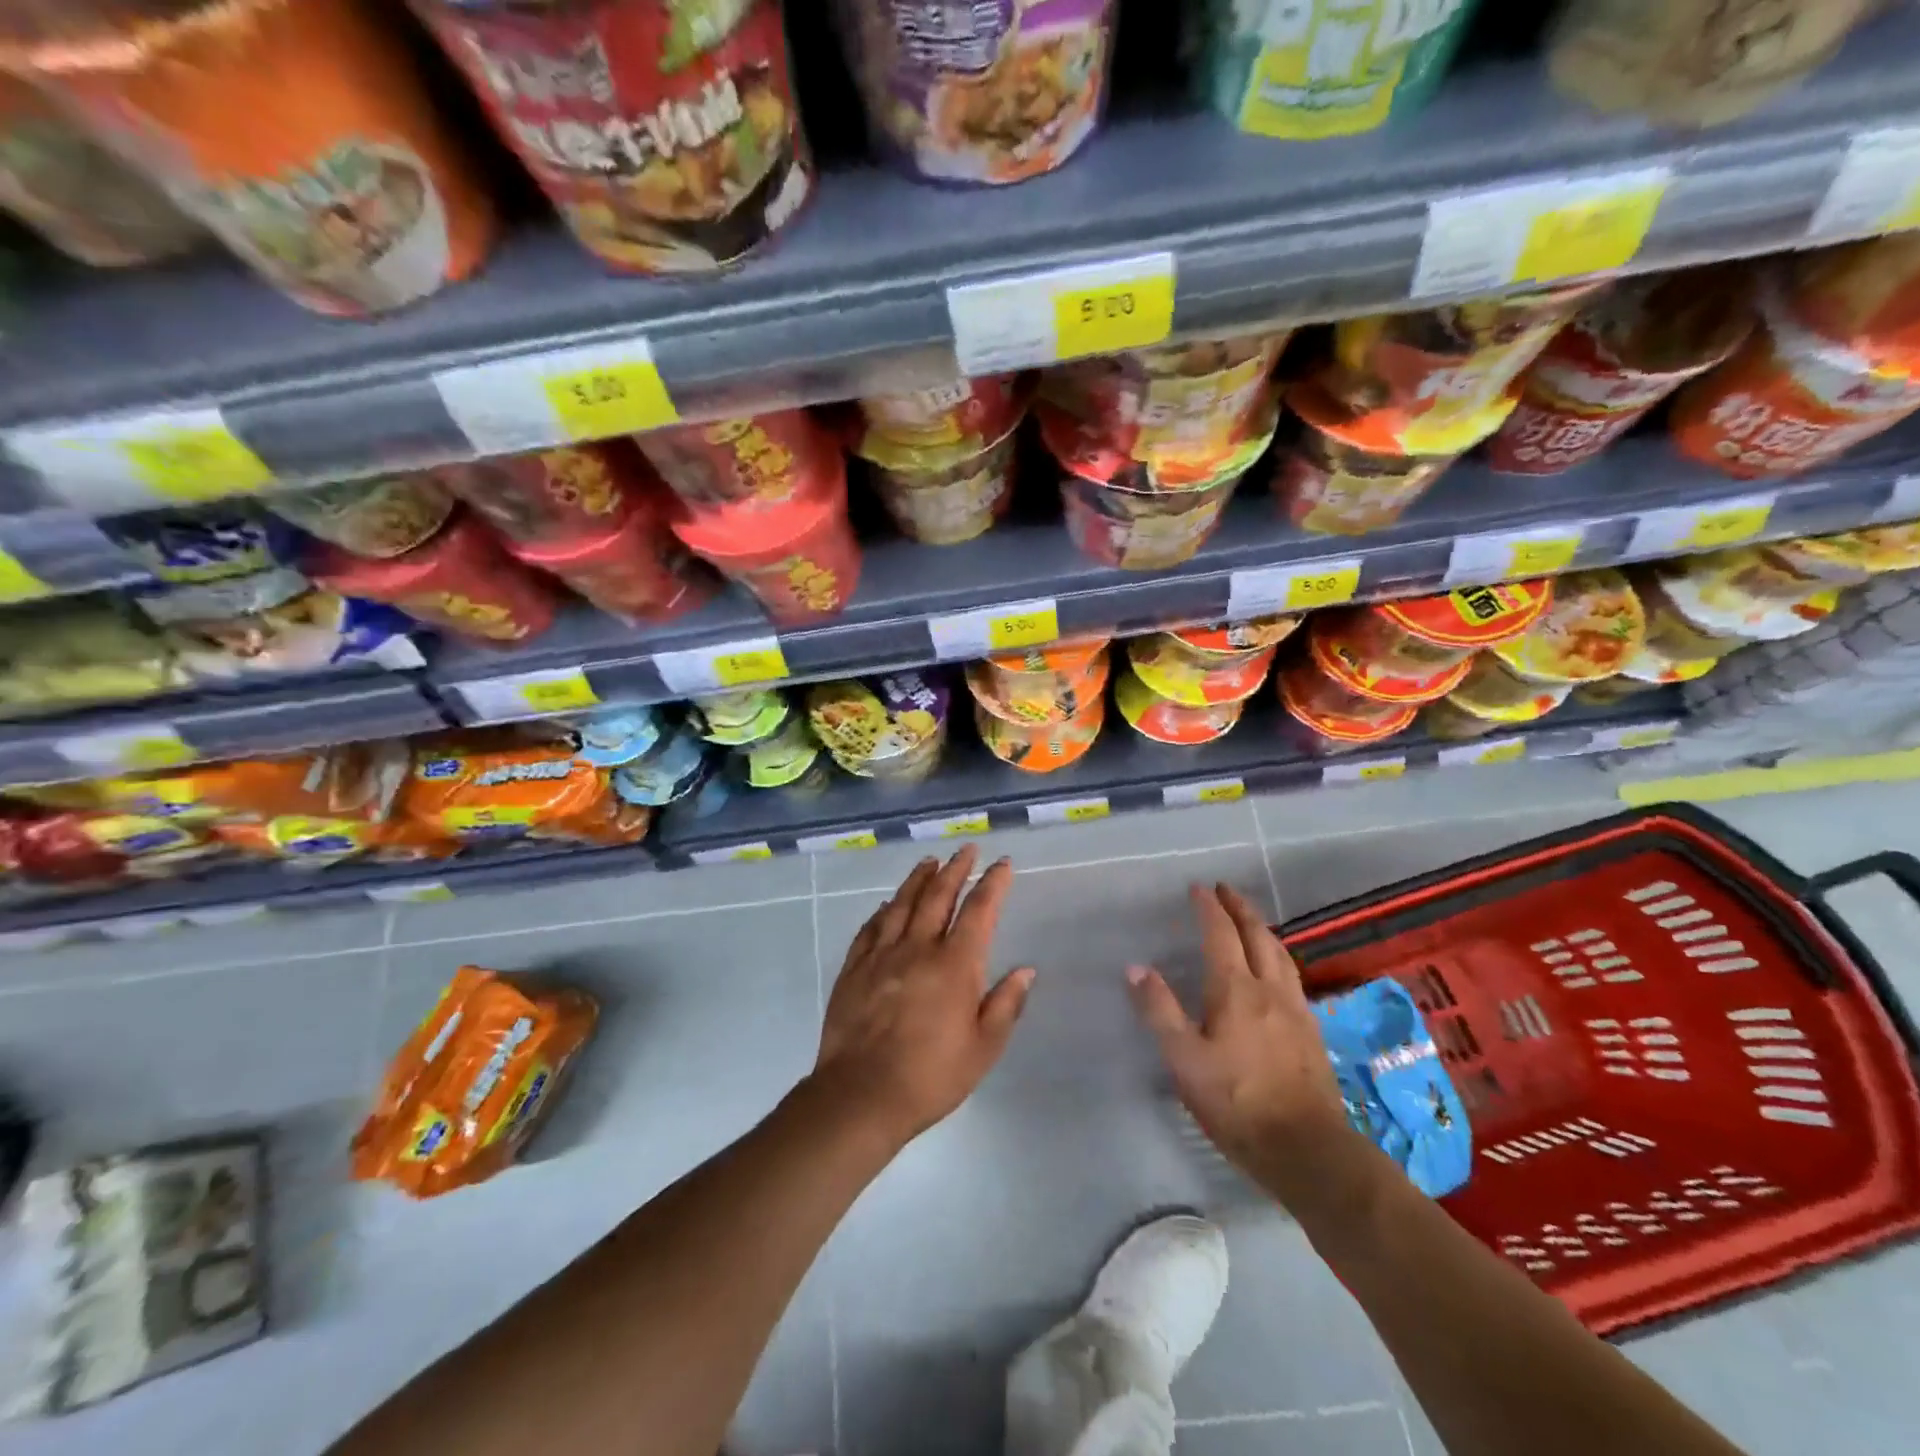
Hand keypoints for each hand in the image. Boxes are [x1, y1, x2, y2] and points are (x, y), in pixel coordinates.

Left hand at [812, 846, 1033, 1150]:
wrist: (861, 1094)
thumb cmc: (931, 1076)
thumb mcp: (983, 1048)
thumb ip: (1005, 1004)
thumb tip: (1026, 970)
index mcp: (955, 964)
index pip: (979, 911)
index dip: (993, 883)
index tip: (1002, 864)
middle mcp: (918, 947)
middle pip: (939, 896)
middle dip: (956, 869)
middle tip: (966, 849)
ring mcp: (882, 954)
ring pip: (902, 903)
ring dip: (919, 879)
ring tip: (930, 862)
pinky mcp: (854, 968)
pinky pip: (871, 928)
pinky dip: (884, 910)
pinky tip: (888, 904)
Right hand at [1127, 883, 1355, 1199]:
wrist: (1307, 1149)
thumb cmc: (1237, 1103)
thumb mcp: (1185, 1060)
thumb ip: (1160, 1011)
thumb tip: (1135, 967)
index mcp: (1236, 990)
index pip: (1221, 934)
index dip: (1209, 908)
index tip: (1198, 888)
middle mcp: (1270, 989)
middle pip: (1257, 935)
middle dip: (1240, 908)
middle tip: (1225, 891)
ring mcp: (1296, 1009)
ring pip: (1280, 954)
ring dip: (1262, 929)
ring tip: (1250, 921)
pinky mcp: (1311, 1031)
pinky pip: (1292, 976)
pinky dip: (1278, 956)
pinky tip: (1276, 971)